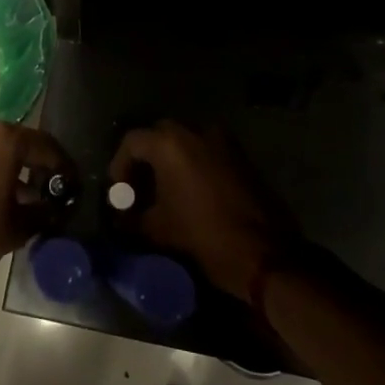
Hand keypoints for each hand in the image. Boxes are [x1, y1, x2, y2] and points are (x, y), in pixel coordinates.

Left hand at [0, 120, 64, 292]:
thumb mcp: (15, 229)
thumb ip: (40, 213)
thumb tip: (53, 209)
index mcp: (3, 139)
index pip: (44, 145)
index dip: (61, 165)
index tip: (71, 182)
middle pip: (17, 142)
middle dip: (34, 165)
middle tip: (49, 189)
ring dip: (9, 168)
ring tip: (23, 198)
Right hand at [111, 121, 294, 300]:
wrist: (266, 254)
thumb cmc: (205, 236)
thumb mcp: (159, 230)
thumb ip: (132, 220)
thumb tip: (120, 219)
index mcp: (170, 143)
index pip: (132, 142)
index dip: (119, 166)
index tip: (117, 192)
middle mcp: (196, 131)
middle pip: (159, 136)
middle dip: (144, 160)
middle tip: (138, 189)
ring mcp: (223, 140)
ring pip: (186, 141)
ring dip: (170, 161)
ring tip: (163, 192)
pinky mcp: (241, 155)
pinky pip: (207, 151)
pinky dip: (193, 165)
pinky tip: (190, 193)